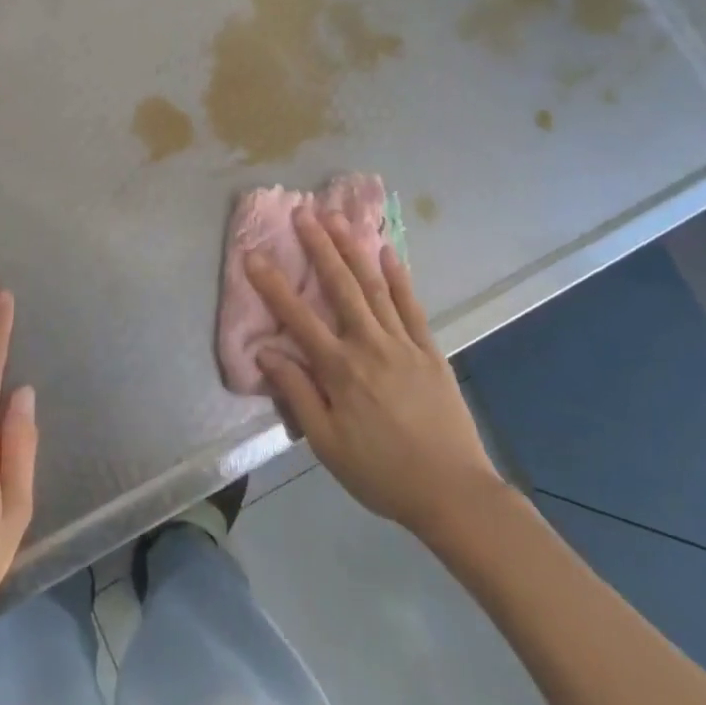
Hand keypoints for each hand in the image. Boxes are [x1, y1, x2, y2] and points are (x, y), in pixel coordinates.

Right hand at [247, 210, 500, 539]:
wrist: (452, 492)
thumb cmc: (381, 473)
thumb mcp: (327, 444)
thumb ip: (297, 394)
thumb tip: (266, 352)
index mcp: (340, 369)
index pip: (298, 317)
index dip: (272, 284)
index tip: (253, 254)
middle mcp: (369, 344)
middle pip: (340, 286)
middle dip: (320, 246)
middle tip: (303, 212)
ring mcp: (403, 343)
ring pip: (374, 286)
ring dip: (354, 249)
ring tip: (338, 218)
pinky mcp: (430, 350)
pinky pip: (411, 306)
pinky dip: (399, 277)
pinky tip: (388, 252)